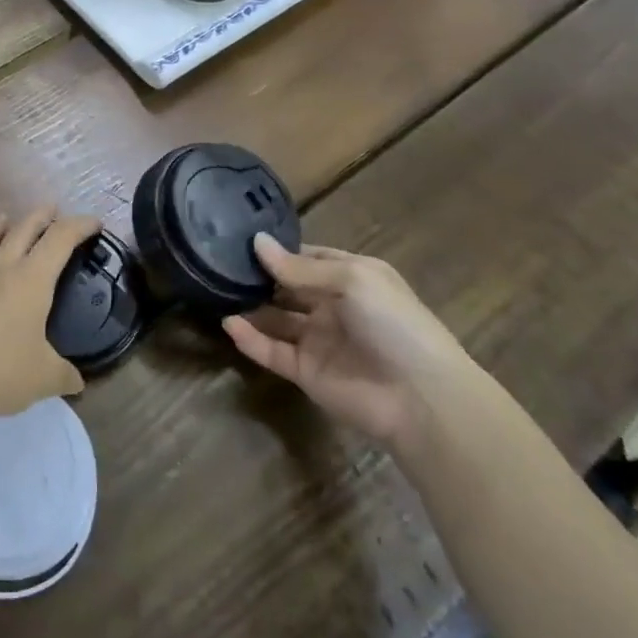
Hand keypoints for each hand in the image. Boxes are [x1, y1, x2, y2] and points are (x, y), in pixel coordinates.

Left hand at [0, 209, 99, 423]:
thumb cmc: (0, 372)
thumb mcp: (45, 378)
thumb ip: (64, 376)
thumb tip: (77, 383)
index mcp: (30, 282)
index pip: (59, 240)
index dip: (79, 226)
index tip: (94, 222)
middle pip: (21, 231)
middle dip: (39, 217)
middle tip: (51, 209)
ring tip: (2, 219)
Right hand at [222, 235, 477, 447]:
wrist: (422, 399)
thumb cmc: (393, 323)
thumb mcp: (351, 280)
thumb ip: (300, 267)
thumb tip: (257, 242)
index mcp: (351, 278)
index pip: (307, 258)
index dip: (278, 250)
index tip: (241, 239)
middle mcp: (332, 306)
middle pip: (288, 286)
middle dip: (259, 276)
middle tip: (219, 262)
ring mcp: (318, 340)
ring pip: (276, 318)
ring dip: (250, 306)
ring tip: (216, 290)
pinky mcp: (306, 372)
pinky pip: (271, 351)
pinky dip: (250, 339)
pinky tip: (229, 324)